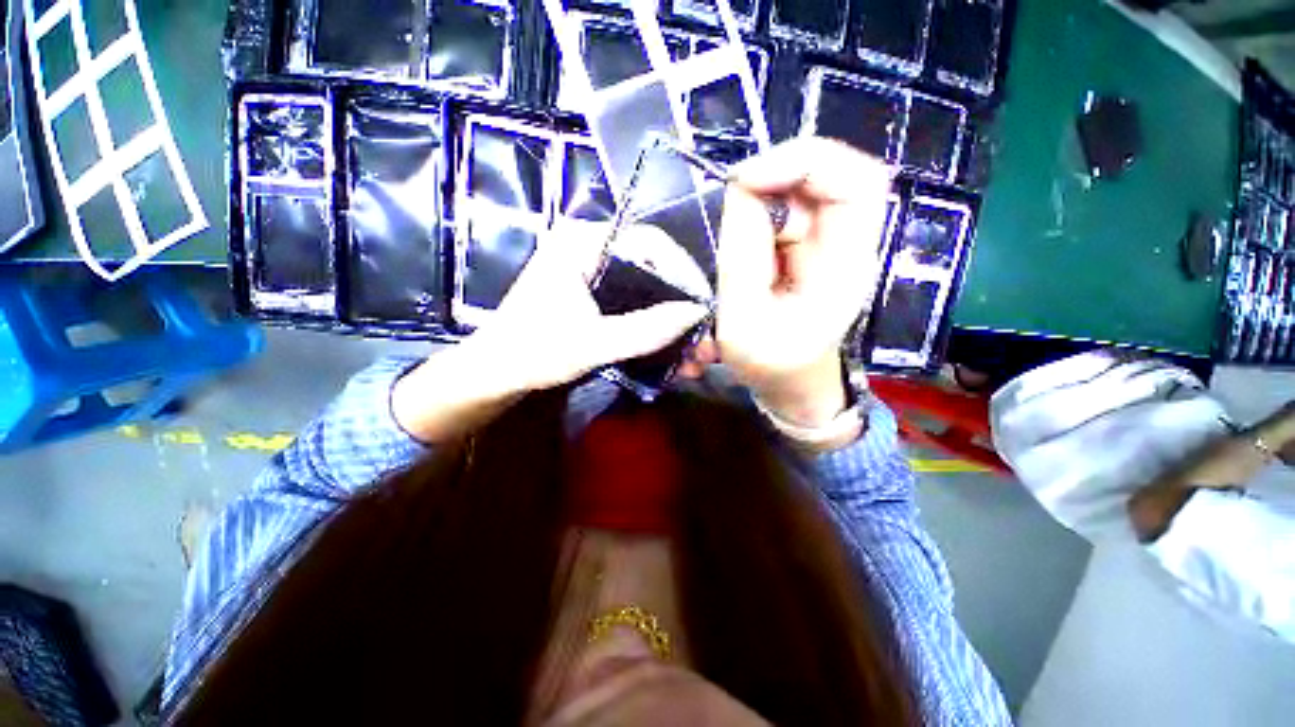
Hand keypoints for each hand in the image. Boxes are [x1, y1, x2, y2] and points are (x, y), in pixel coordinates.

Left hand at [393, 221, 706, 442]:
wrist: (496, 375)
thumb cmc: (533, 353)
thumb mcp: (592, 344)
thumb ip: (644, 329)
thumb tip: (696, 314)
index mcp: (582, 243)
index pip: (648, 241)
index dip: (683, 270)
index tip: (707, 305)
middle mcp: (592, 250)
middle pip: (653, 269)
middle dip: (682, 309)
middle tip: (707, 341)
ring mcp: (594, 275)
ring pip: (648, 293)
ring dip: (673, 326)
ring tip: (697, 359)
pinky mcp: (596, 298)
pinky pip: (635, 307)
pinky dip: (654, 331)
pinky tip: (674, 358)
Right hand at [695, 138, 892, 425]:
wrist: (790, 384)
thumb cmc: (771, 365)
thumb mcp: (743, 321)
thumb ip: (742, 257)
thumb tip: (739, 191)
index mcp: (846, 265)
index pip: (858, 182)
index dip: (806, 161)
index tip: (746, 179)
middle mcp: (844, 245)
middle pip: (827, 177)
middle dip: (775, 175)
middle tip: (729, 195)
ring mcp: (824, 245)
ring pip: (799, 192)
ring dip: (760, 199)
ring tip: (729, 234)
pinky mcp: (803, 250)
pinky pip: (782, 213)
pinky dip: (755, 214)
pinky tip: (736, 242)